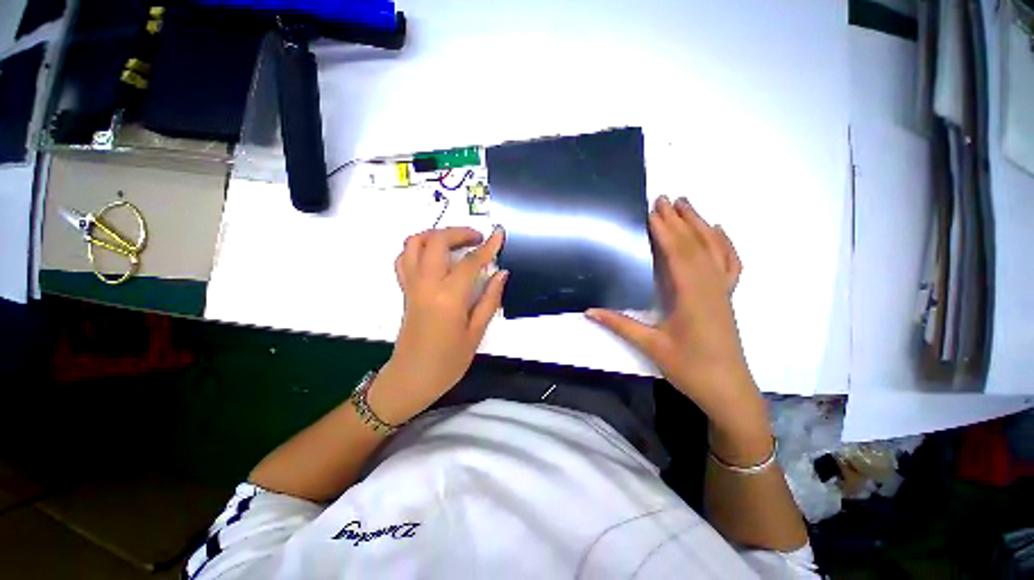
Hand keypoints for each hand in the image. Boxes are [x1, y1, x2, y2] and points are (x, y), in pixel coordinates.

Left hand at [369, 227, 507, 424]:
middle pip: (437, 241)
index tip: (500, 233)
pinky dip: (418, 248)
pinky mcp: (404, 290)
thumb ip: (490, 299)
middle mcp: (426, 284)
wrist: (412, 378)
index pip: (470, 262)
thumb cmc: (448, 361)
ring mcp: (411, 285)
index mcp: (448, 297)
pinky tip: (434, 256)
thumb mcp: (476, 333)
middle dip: (459, 232)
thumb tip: (501, 273)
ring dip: (435, 234)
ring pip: (414, 243)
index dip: (488, 246)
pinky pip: (404, 258)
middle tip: (478, 238)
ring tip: (455, 242)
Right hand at [587, 196, 763, 432]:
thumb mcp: (651, 347)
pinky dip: (725, 244)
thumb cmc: (690, 368)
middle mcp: (710, 286)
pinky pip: (730, 263)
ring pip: (714, 249)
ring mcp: (722, 290)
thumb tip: (589, 311)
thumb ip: (620, 324)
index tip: (652, 210)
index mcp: (692, 295)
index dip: (664, 230)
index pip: (677, 254)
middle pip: (695, 245)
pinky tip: (719, 231)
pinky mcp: (727, 297)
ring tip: (687, 204)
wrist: (728, 390)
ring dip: (700, 224)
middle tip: (664, 198)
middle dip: (679, 219)